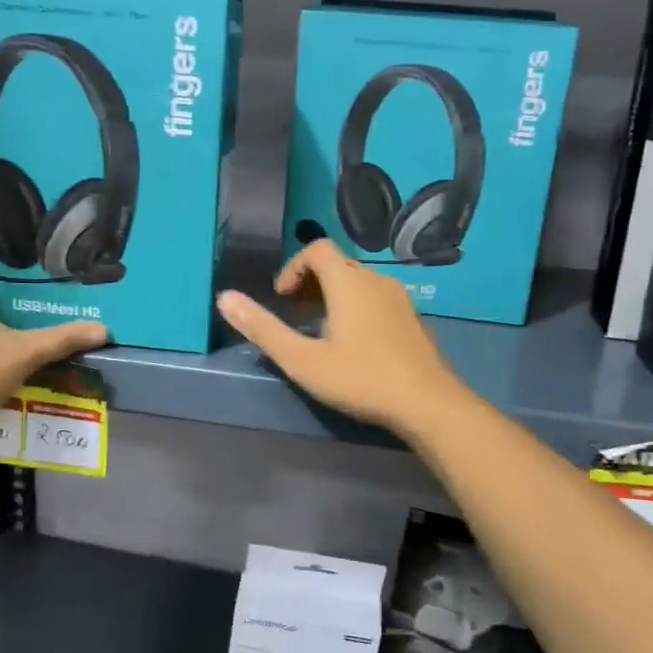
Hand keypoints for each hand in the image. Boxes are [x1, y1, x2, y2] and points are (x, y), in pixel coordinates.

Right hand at [216, 240, 467, 436]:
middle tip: (293, 313)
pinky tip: (353, 344)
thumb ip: (263, 329)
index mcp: (349, 282)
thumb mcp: (303, 360)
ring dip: (333, 295)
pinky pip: (377, 298)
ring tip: (318, 329)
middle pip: (338, 264)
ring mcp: (400, 299)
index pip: (317, 249)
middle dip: (310, 282)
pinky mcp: (413, 319)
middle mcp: (377, 280)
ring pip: (359, 282)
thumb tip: (224, 298)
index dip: (293, 267)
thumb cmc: (361, 379)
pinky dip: (356, 307)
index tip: (281, 299)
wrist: (428, 403)